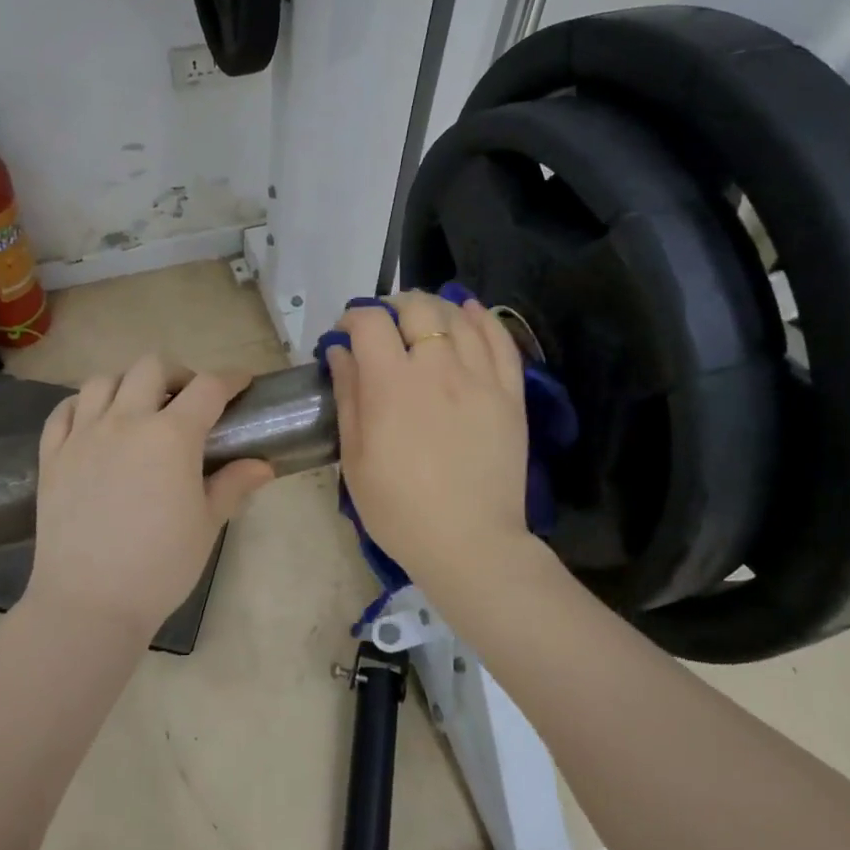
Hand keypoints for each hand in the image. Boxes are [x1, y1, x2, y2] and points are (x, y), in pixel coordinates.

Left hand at [25, 356, 274, 638]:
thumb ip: (233, 485)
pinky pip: (63, 411)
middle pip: (151, 366)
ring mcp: (83, 435)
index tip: (241, 384)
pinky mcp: (52, 455)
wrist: (90, 602)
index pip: (208, 388)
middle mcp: (125, 421)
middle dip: (177, 374)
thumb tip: (263, 465)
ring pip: (102, 380)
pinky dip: (82, 405)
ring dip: (127, 384)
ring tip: (138, 408)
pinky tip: (93, 421)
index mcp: (171, 436)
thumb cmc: (160, 566)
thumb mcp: (207, 525)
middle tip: (187, 401)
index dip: (230, 379)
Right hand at [325, 291, 533, 590]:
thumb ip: (348, 396)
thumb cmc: (399, 509)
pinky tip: (470, 313)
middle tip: (385, 325)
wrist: (469, 544)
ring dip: (435, 308)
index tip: (345, 334)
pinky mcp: (510, 394)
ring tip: (423, 320)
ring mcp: (480, 378)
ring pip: (459, 316)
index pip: (370, 322)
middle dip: (394, 306)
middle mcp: (437, 368)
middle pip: (418, 308)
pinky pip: (500, 341)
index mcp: (391, 384)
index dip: (353, 317)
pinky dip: (482, 319)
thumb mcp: (356, 457)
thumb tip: (340, 352)